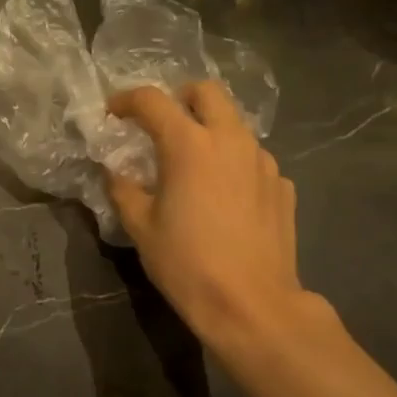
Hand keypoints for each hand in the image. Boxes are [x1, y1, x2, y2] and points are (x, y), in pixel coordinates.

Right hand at [108, 83, 316, 363]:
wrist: (251, 304)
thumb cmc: (186, 264)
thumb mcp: (141, 228)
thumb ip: (124, 190)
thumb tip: (116, 172)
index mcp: (189, 145)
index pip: (153, 101)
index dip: (126, 100)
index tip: (113, 113)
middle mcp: (230, 140)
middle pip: (207, 92)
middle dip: (179, 98)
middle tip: (161, 125)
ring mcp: (263, 161)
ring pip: (234, 125)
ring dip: (210, 131)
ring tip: (194, 166)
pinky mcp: (283, 186)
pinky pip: (253, 160)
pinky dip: (233, 165)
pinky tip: (224, 198)